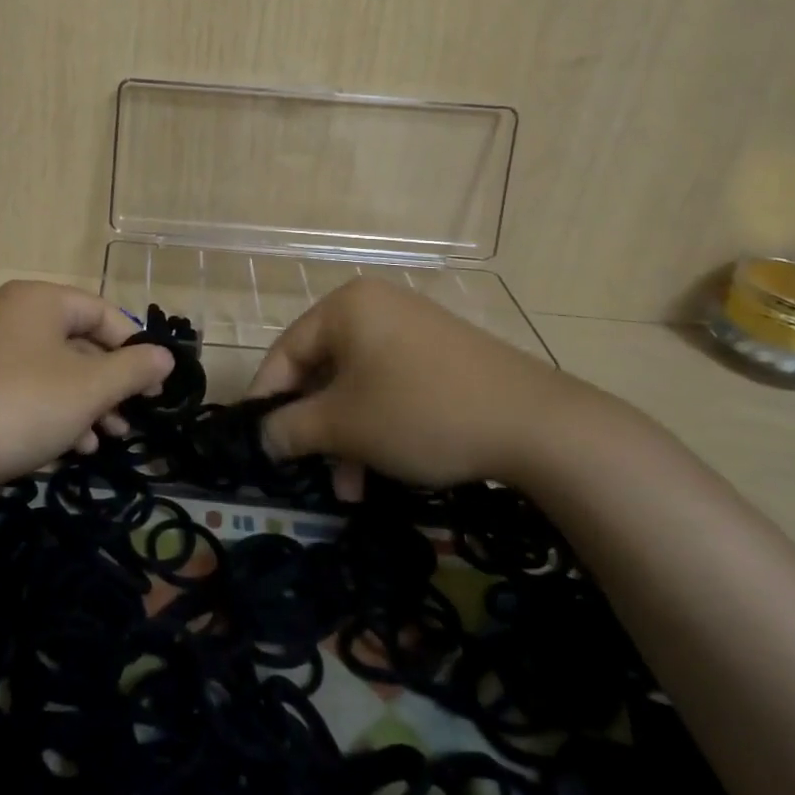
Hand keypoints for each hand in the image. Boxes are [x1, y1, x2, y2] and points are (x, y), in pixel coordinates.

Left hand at [0, 281, 174, 488]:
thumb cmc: (23, 405)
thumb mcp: (89, 388)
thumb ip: (133, 369)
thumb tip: (165, 356)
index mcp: (38, 300)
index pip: (101, 312)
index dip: (133, 347)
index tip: (154, 387)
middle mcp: (9, 315)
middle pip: (76, 343)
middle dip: (108, 385)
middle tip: (130, 420)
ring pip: (51, 372)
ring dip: (82, 405)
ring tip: (101, 442)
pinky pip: (23, 389)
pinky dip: (50, 413)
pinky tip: (65, 449)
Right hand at [247, 278, 614, 492]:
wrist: (537, 424)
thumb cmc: (420, 411)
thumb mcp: (345, 426)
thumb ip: (291, 428)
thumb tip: (262, 436)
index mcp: (345, 307)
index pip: (286, 351)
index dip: (267, 398)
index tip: (257, 441)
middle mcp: (376, 307)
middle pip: (324, 369)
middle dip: (316, 427)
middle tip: (312, 471)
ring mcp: (414, 328)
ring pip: (358, 384)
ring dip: (348, 435)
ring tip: (353, 487)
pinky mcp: (443, 354)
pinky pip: (391, 385)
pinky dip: (379, 423)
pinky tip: (387, 465)